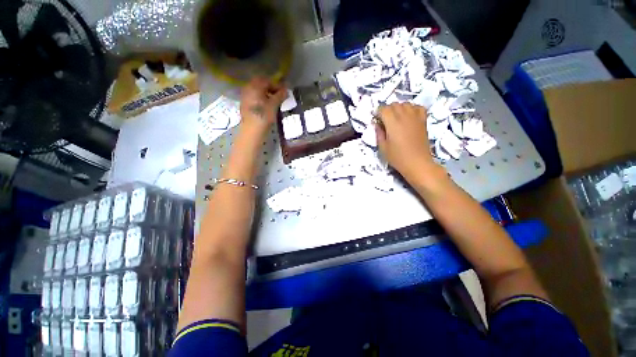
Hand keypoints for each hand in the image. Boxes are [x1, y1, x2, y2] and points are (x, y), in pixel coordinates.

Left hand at [240, 77, 286, 132]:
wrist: (252, 130)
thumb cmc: (264, 116)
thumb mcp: (274, 105)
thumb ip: (280, 95)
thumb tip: (286, 90)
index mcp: (255, 86)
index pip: (267, 81)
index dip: (277, 85)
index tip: (284, 92)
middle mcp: (248, 88)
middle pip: (260, 84)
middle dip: (270, 88)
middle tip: (278, 95)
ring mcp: (245, 96)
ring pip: (256, 90)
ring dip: (265, 93)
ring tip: (274, 101)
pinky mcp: (244, 104)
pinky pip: (253, 96)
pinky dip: (261, 98)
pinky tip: (266, 106)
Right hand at [375, 103, 437, 180]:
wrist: (418, 163)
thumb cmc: (398, 157)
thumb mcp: (383, 148)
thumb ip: (379, 133)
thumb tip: (376, 124)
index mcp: (393, 123)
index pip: (383, 109)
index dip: (378, 113)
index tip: (376, 120)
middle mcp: (404, 116)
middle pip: (394, 104)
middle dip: (387, 110)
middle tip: (384, 120)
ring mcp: (415, 117)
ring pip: (405, 104)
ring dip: (398, 108)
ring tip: (396, 118)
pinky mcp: (423, 120)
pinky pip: (418, 107)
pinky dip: (412, 108)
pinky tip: (408, 116)